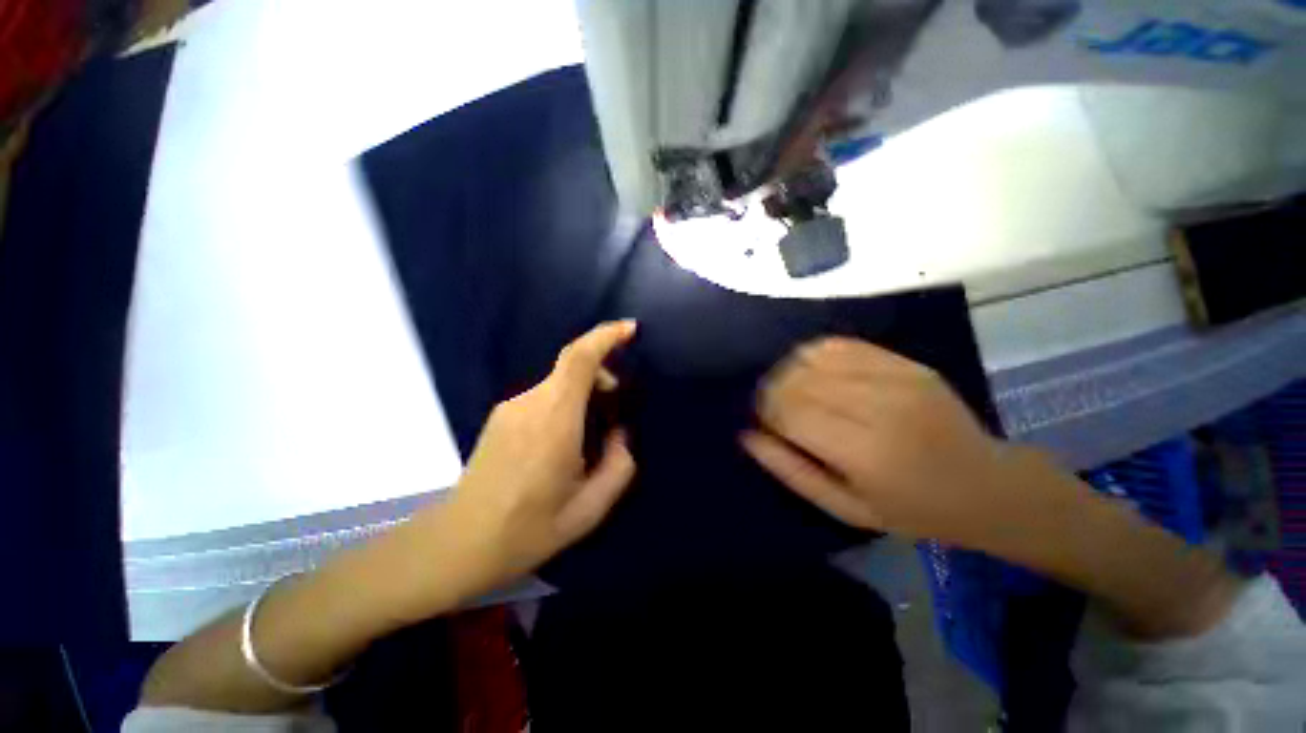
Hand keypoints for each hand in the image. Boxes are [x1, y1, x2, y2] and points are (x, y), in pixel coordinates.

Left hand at [435, 321, 638, 593]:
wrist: (459, 544)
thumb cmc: (528, 529)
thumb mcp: (590, 509)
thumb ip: (619, 465)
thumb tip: (621, 434)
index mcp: (555, 420)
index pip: (579, 359)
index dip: (606, 336)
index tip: (630, 329)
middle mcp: (530, 403)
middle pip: (572, 366)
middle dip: (602, 373)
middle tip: (617, 404)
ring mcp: (510, 407)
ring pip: (558, 381)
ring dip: (583, 391)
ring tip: (592, 430)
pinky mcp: (500, 416)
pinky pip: (544, 395)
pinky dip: (565, 402)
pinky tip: (565, 439)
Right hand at [741, 337, 1058, 553]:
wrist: (988, 486)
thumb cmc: (912, 510)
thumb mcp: (845, 507)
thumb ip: (790, 470)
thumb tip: (748, 434)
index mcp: (865, 452)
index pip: (790, 410)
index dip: (765, 409)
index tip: (762, 419)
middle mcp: (879, 406)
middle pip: (798, 379)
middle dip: (773, 390)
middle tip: (775, 408)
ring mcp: (896, 378)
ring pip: (813, 356)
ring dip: (790, 371)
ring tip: (794, 390)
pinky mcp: (905, 363)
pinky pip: (840, 345)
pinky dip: (814, 355)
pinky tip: (815, 373)